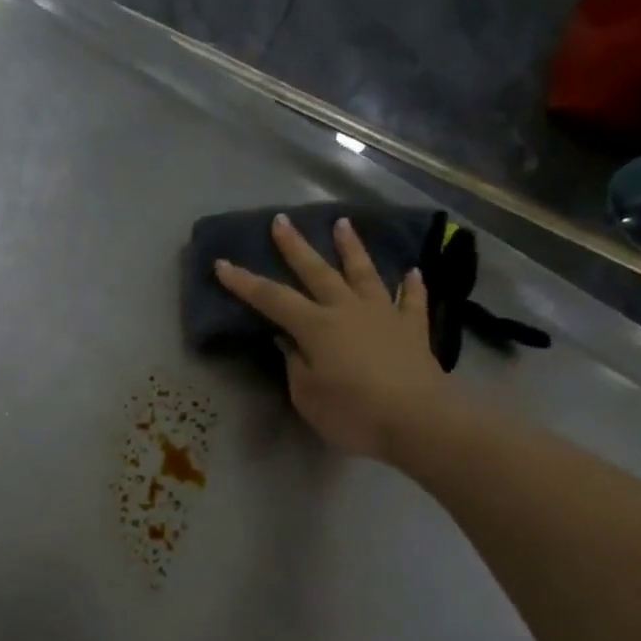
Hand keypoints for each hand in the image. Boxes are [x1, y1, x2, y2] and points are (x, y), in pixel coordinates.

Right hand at [214, 212, 455, 461]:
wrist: (419, 421)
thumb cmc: (353, 412)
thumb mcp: (307, 395)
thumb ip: (295, 364)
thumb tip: (288, 340)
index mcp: (316, 326)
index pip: (271, 299)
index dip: (244, 282)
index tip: (222, 264)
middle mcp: (347, 309)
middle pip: (317, 271)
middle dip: (295, 246)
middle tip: (281, 220)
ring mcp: (384, 315)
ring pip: (364, 273)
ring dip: (352, 248)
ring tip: (343, 223)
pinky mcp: (413, 329)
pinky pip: (412, 301)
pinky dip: (411, 286)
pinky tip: (412, 272)